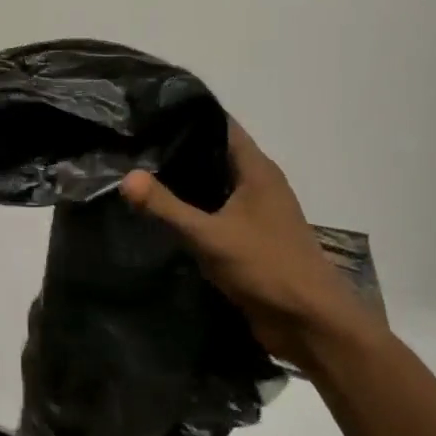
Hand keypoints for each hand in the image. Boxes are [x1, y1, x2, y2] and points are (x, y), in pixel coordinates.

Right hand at [120, 119, 384, 364]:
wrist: (310, 323)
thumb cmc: (267, 268)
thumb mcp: (210, 236)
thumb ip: (166, 207)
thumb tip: (126, 177)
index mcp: (257, 170)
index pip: (220, 125)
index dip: (187, 114)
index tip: (148, 111)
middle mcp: (258, 184)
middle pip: (213, 154)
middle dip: (176, 148)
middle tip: (131, 142)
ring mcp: (255, 212)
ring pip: (212, 185)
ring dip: (182, 182)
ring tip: (136, 172)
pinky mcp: (248, 238)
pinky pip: (214, 213)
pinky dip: (190, 209)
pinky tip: (159, 213)